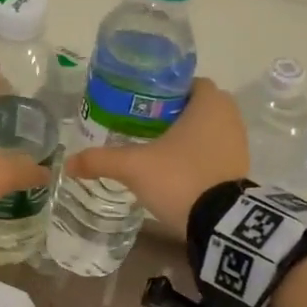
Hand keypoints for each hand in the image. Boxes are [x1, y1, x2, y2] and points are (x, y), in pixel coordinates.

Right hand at [63, 77, 247, 228]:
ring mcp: (238, 143)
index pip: (186, 82)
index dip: (163, 90)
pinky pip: (214, 150)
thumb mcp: (133, 167)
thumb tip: (67, 163)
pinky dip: (197, 154)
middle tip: (140, 125)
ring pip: (206, 129)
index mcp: (210, 102)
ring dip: (185, 135)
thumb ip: (100, 160)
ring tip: (153, 146)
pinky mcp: (239, 168)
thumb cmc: (180, 178)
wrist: (219, 224)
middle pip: (195, 105)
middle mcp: (229, 116)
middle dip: (171, 113)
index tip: (139, 103)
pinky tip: (173, 167)